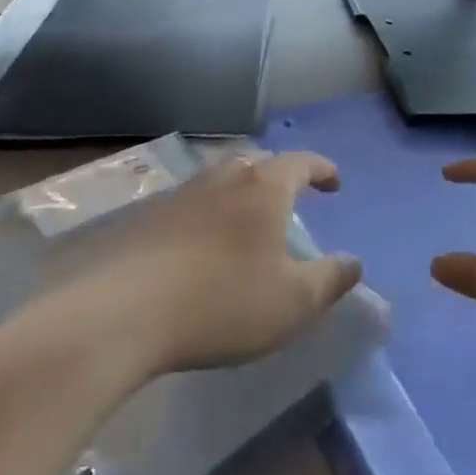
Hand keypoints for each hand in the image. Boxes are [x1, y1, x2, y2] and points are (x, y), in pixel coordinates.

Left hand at [77, 153, 362, 374]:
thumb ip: (330, 280)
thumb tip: (353, 263)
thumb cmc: (222, 302)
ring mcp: (177, 195)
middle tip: (288, 196)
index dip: (321, 169)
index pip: (300, 163)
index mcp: (262, 188)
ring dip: (237, 192)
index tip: (334, 182)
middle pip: (254, 162)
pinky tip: (200, 244)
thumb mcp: (293, 302)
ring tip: (245, 220)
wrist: (121, 312)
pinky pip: (187, 205)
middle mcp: (220, 179)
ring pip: (217, 180)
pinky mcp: (144, 218)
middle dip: (277, 175)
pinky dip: (205, 214)